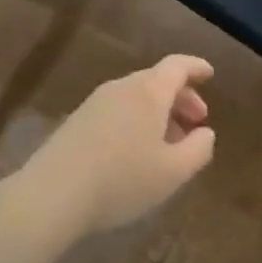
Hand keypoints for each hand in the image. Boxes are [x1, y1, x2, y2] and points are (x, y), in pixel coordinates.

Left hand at [24, 56, 216, 236]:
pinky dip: (136, 122)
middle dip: (181, 98)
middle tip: (197, 122)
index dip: (196, 67)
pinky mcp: (75, 123)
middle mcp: (120, 89)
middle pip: (156, 81)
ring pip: (135, 98)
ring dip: (158, 113)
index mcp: (148, 92)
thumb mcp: (174, 172)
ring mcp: (94, 104)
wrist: (51, 196)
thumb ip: (199, 149)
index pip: (177, 66)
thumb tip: (205, 133)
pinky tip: (137, 152)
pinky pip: (116, 111)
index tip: (210, 74)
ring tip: (169, 143)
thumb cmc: (122, 180)